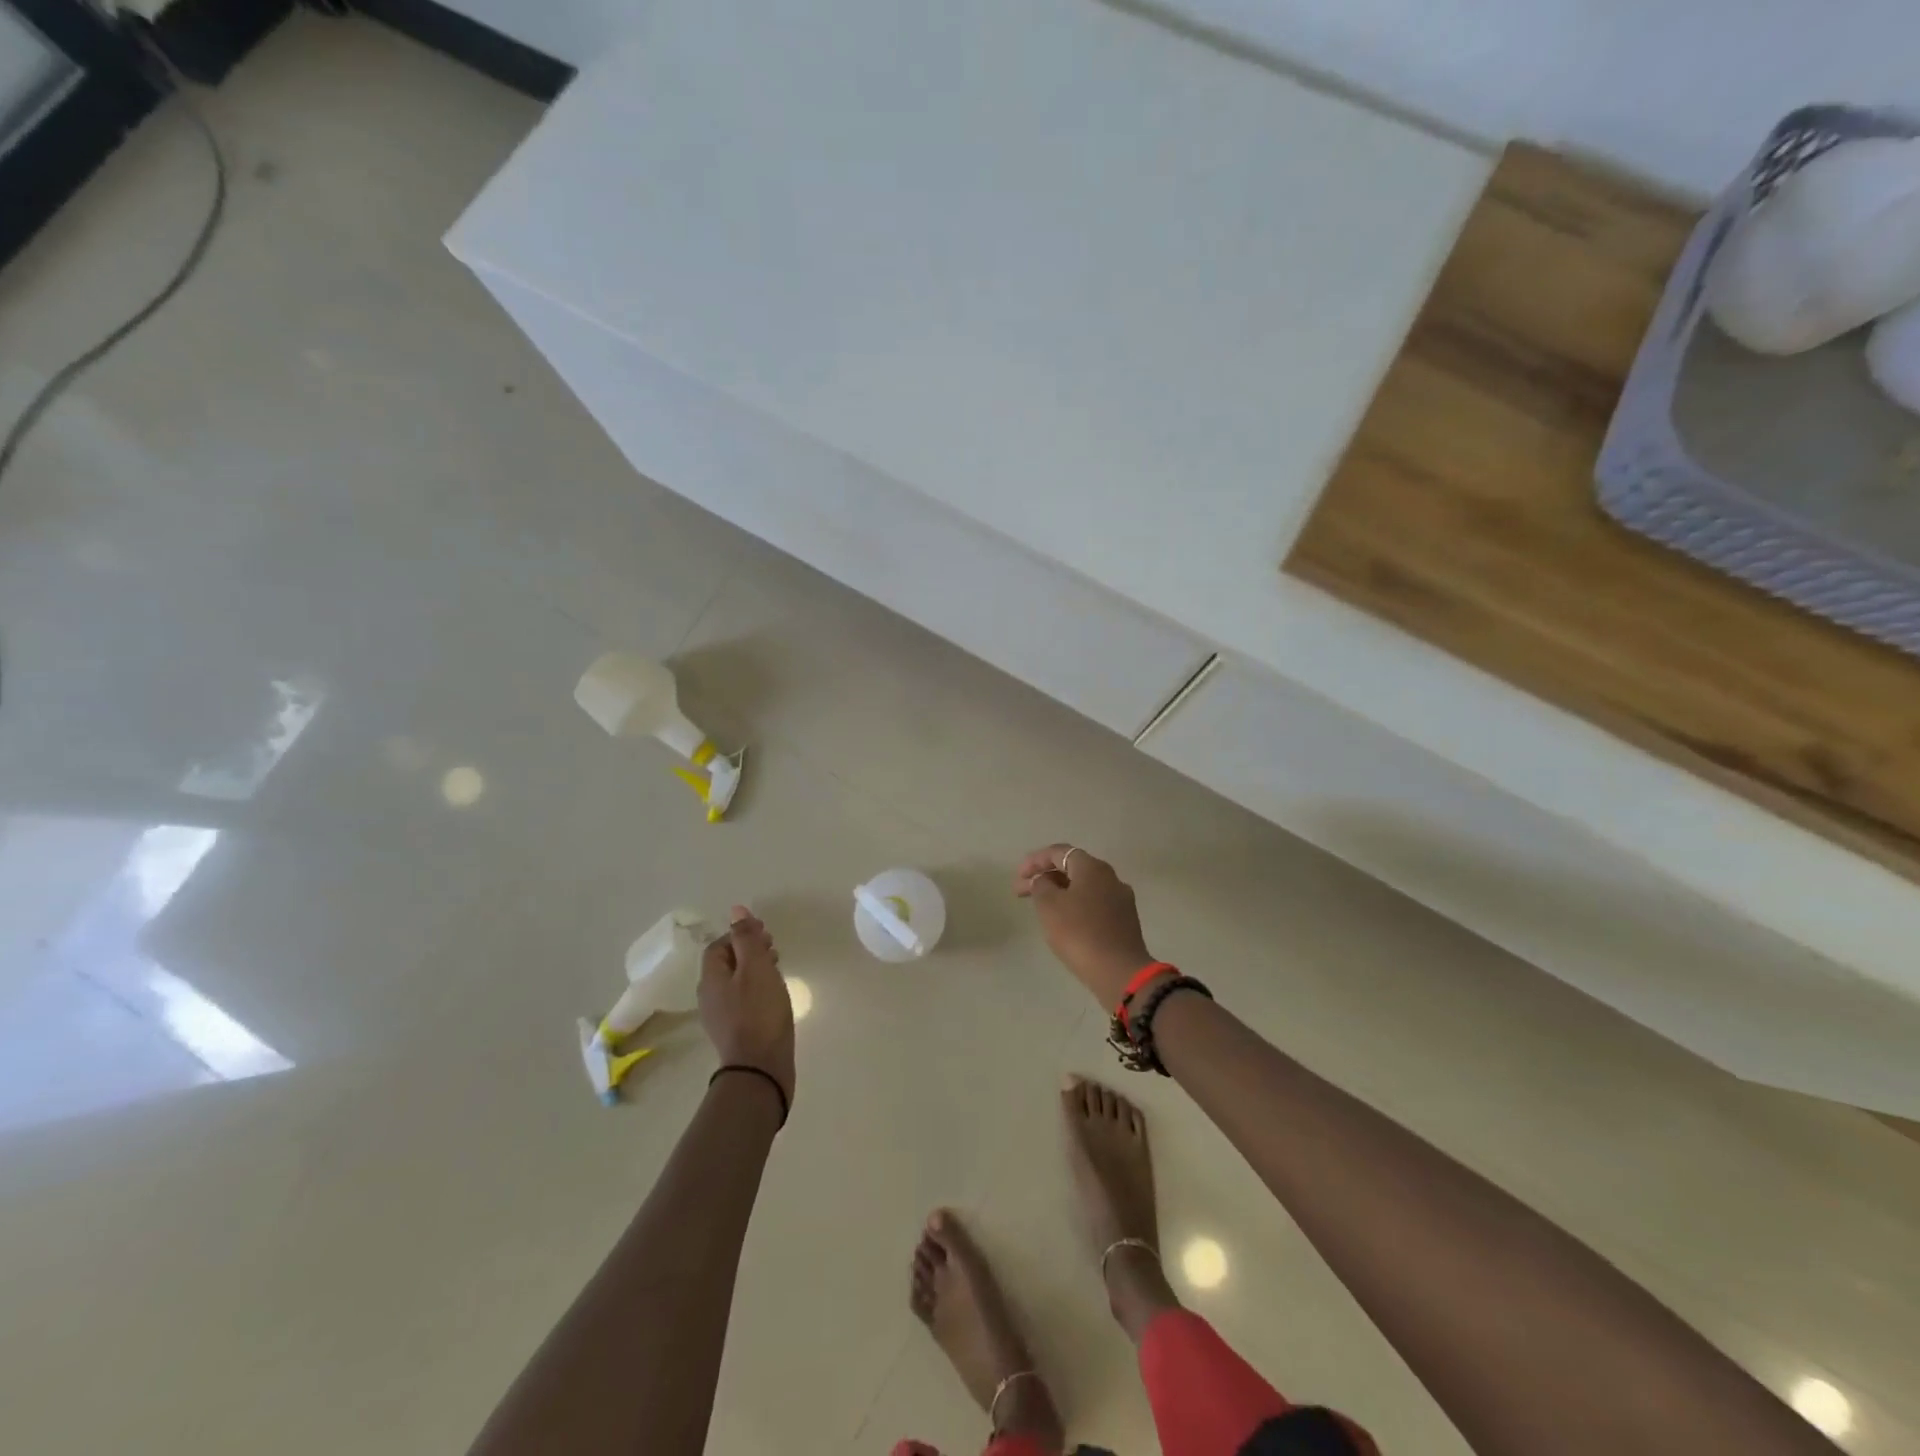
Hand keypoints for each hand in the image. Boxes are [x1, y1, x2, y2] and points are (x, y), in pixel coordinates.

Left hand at [698, 906, 795, 1106]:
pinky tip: (775, 994)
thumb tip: (735, 909)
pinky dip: (758, 989)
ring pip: (736, 982)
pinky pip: (743, 1000)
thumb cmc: (758, 1012)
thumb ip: (746, 938)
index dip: (739, 934)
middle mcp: (710, 996)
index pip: (718, 946)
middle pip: (726, 964)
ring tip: (778, 968)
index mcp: (711, 978)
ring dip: (754, 969)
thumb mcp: (755, 968)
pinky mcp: (736, 1032)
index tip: (765, 932)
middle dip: (748, 950)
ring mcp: (722, 1017)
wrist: (760, 1068)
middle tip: (774, 948)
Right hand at [1013, 844, 1156, 1006]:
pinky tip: (1064, 922)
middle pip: (1072, 868)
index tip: (1018, 876)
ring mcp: (1120, 900)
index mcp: (1092, 868)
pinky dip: (1075, 906)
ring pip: (1084, 887)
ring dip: (1060, 892)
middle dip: (1045, 877)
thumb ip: (1041, 885)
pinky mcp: (1124, 921)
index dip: (1035, 860)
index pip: (1059, 852)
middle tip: (1022, 892)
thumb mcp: (1049, 905)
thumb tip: (1044, 880)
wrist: (1119, 972)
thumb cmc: (1079, 932)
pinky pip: (1094, 905)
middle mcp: (1110, 877)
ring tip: (1040, 907)